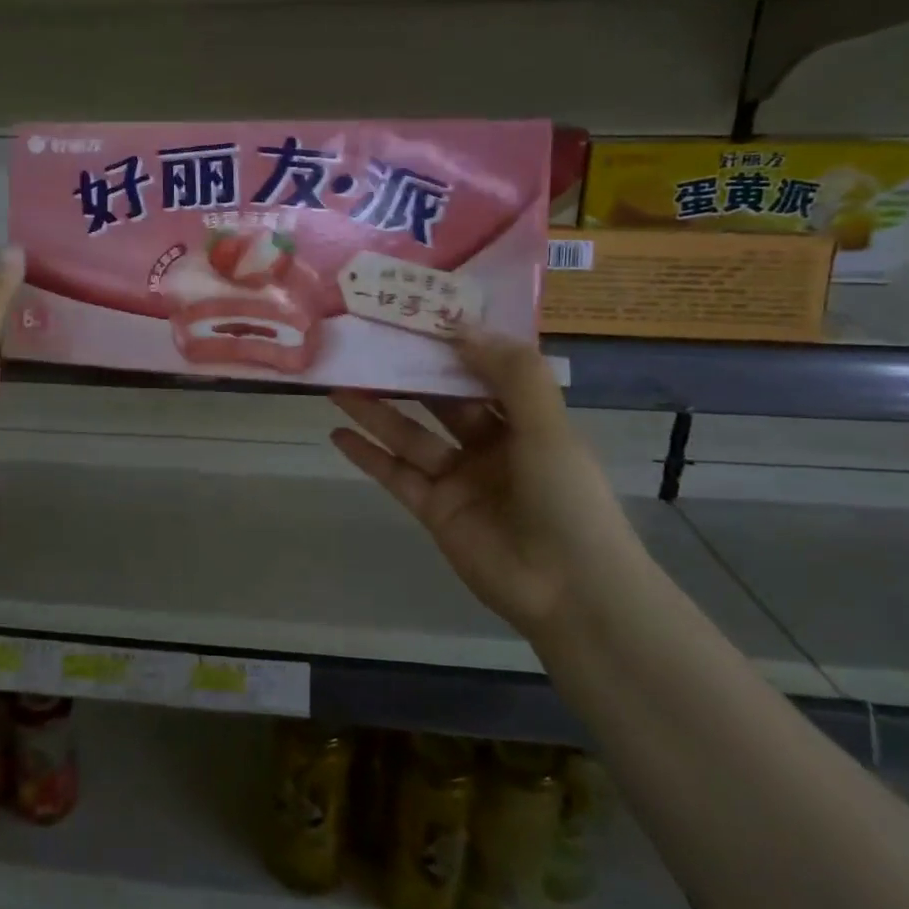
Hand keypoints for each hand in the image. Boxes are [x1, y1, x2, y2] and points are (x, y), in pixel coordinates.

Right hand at [330, 337, 649, 637]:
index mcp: (526, 422)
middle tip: (367, 345)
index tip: (418, 318)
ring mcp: (459, 479)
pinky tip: (338, 433)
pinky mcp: (433, 510)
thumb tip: (462, 328)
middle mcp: (490, 446)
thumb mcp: (549, 426)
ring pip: (410, 436)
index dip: (453, 347)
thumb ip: (511, 374)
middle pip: (440, 402)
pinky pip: (396, 475)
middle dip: (408, 375)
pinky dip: (367, 456)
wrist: (570, 590)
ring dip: (376, 411)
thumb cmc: (568, 498)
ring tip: (337, 384)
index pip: (484, 373)